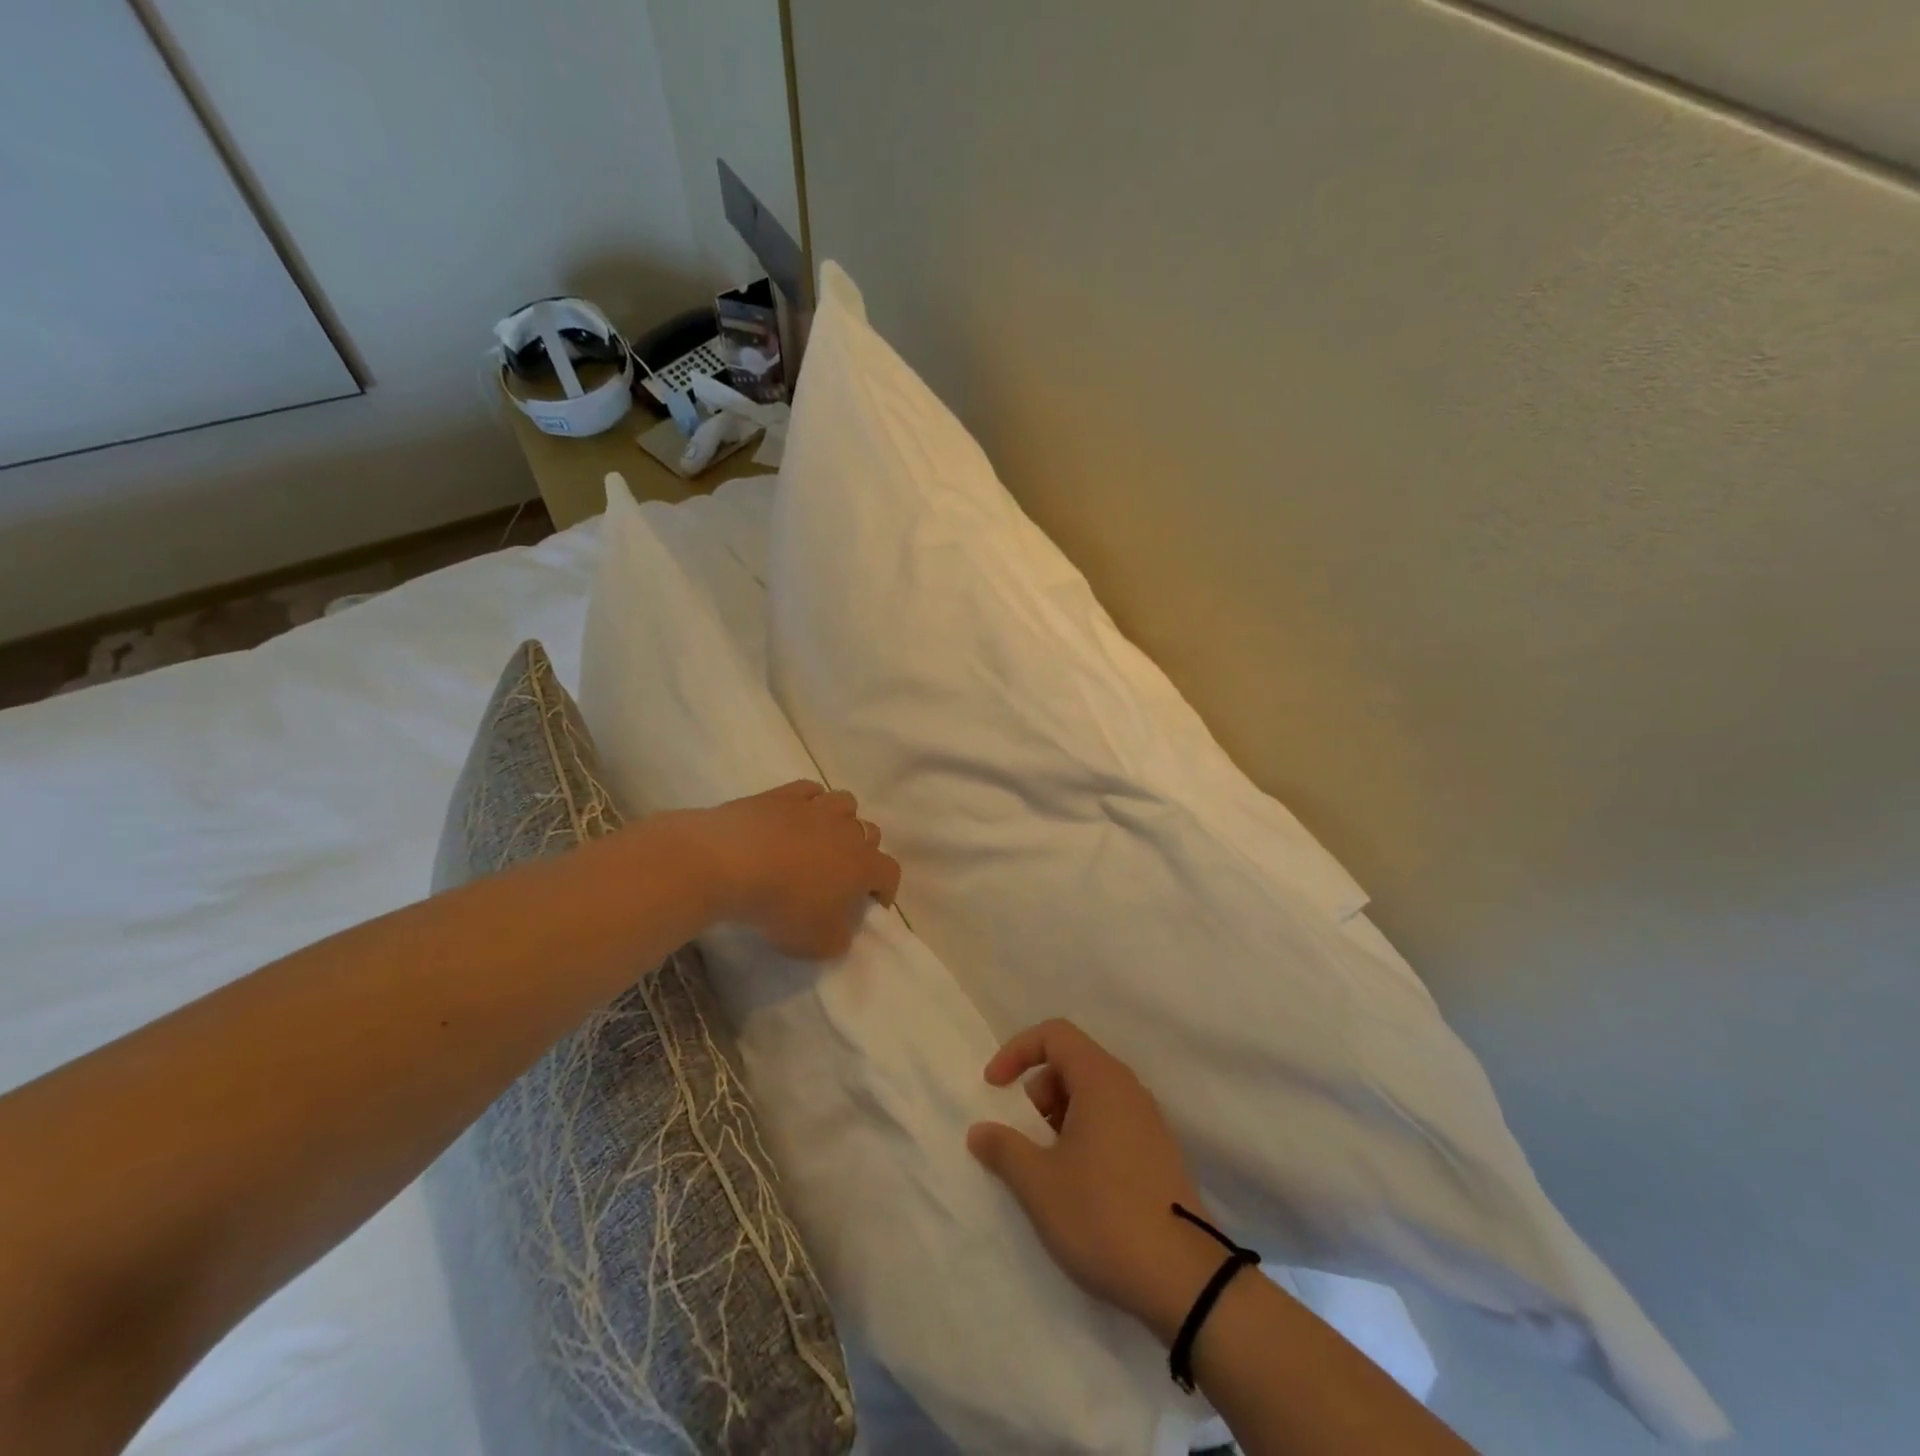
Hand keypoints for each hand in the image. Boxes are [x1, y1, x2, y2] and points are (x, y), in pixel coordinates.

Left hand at [681, 780, 900, 959]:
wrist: (731, 863)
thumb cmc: (782, 906)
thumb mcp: (817, 943)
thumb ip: (838, 938)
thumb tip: (841, 929)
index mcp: (863, 865)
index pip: (890, 872)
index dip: (886, 889)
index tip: (873, 903)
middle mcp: (847, 830)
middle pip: (870, 833)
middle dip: (864, 852)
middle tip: (842, 873)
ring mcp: (815, 807)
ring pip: (845, 803)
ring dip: (841, 820)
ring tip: (822, 838)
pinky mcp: (783, 795)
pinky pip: (809, 790)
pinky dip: (809, 802)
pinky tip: (795, 817)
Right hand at [966, 1019, 1230, 1343]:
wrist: (1185, 1281)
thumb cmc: (1103, 1215)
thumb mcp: (1039, 1183)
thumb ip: (1004, 1148)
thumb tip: (980, 1131)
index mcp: (1101, 1079)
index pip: (1055, 1034)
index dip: (1017, 1051)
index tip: (994, 1087)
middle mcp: (1129, 1088)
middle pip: (1073, 1062)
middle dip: (1037, 1090)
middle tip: (1024, 1136)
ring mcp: (1148, 1121)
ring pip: (1092, 1095)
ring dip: (1059, 1117)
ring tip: (1047, 1166)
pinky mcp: (1158, 1153)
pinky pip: (1111, 1122)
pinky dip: (1084, 1135)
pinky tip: (1078, 1184)